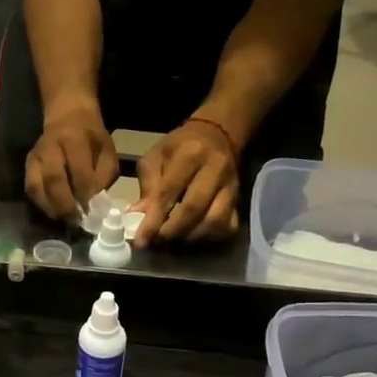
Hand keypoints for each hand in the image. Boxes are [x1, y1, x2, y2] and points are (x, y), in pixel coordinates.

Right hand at [25, 106, 118, 222]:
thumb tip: (95, 203)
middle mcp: (51, 147)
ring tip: (65, 219)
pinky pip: (31, 189)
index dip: (85, 195)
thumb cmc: (92, 138)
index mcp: (74, 140)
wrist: (68, 115)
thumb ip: (103, 176)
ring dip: (51, 207)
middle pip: (54, 180)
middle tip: (77, 221)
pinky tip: (54, 212)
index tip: (92, 212)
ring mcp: (36, 156)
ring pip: (37, 186)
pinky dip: (41, 204)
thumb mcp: (107, 151)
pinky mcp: (28, 165)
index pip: (79, 172)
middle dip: (66, 205)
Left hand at [131, 120, 240, 246]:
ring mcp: (231, 186)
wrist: (216, 135)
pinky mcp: (239, 200)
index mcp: (190, 154)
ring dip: (190, 236)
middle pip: (193, 209)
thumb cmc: (180, 147)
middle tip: (156, 241)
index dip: (153, 220)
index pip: (169, 192)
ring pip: (214, 221)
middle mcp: (215, 169)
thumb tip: (137, 218)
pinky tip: (193, 235)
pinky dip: (208, 237)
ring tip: (173, 239)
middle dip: (171, 231)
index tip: (141, 240)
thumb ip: (148, 187)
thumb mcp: (156, 157)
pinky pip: (227, 226)